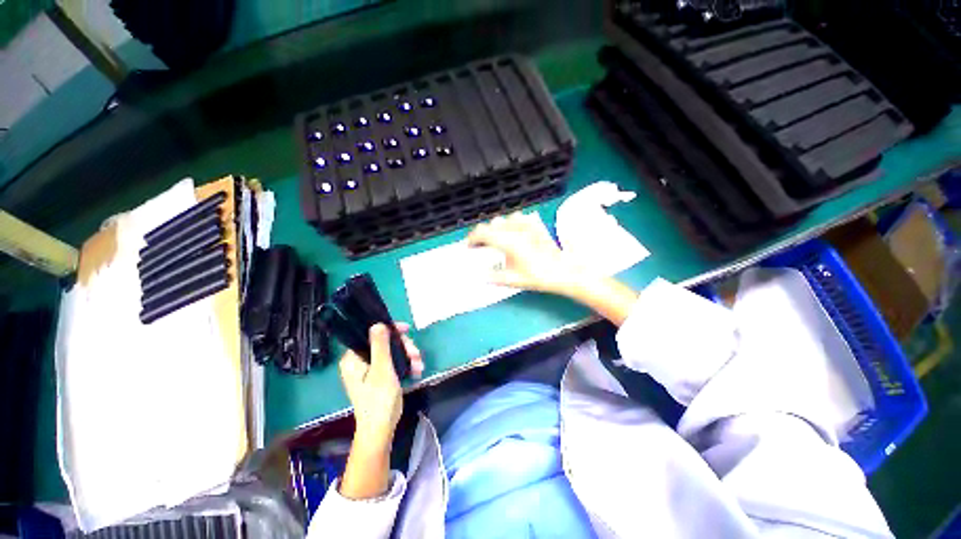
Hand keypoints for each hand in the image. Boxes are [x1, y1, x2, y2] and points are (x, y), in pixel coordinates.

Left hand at [339, 323, 423, 446]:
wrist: (381, 428)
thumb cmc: (379, 399)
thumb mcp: (382, 369)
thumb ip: (380, 345)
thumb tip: (377, 323)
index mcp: (353, 359)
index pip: (371, 335)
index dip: (389, 330)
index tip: (406, 330)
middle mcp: (360, 362)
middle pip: (385, 343)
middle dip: (404, 347)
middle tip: (416, 354)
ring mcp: (371, 369)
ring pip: (393, 352)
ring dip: (409, 356)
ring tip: (419, 365)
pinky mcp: (381, 376)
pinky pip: (395, 363)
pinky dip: (406, 365)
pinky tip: (417, 371)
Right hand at [468, 212, 638, 324]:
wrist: (564, 271)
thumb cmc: (538, 276)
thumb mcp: (513, 280)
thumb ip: (494, 277)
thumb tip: (481, 276)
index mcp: (507, 241)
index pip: (482, 233)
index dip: (472, 238)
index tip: (469, 246)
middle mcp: (515, 229)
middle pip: (492, 224)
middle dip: (483, 234)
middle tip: (482, 246)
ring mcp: (527, 225)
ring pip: (505, 219)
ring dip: (497, 228)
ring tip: (498, 239)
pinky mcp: (537, 225)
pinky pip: (520, 218)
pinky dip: (512, 223)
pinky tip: (515, 233)